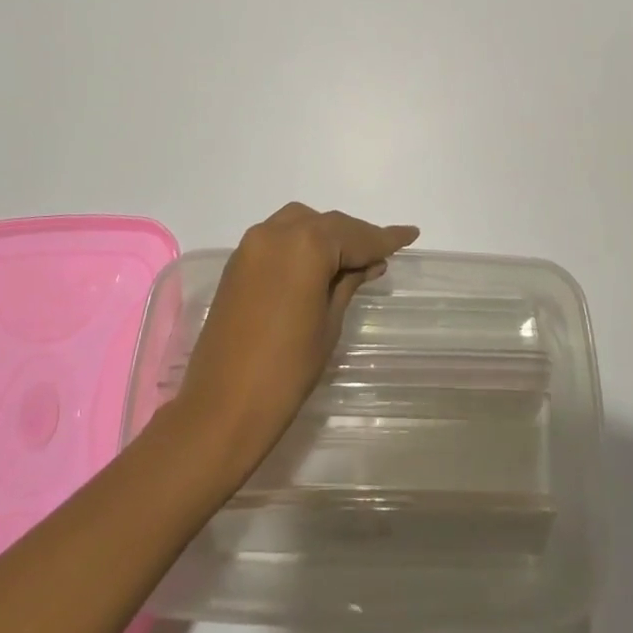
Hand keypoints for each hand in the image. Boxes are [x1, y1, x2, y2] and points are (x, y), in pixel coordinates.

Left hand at [174, 203, 419, 478]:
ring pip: (301, 224)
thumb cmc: (286, 370)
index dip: (384, 238)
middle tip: (383, 253)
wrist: (222, 407)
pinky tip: (318, 264)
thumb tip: (368, 262)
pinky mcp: (237, 262)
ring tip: (351, 260)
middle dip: (355, 237)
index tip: (410, 234)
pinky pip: (278, 238)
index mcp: (305, 245)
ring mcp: (251, 245)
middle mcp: (276, 232)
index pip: (355, 236)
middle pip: (327, 225)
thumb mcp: (329, 324)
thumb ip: (348, 283)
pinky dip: (302, 243)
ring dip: (327, 236)